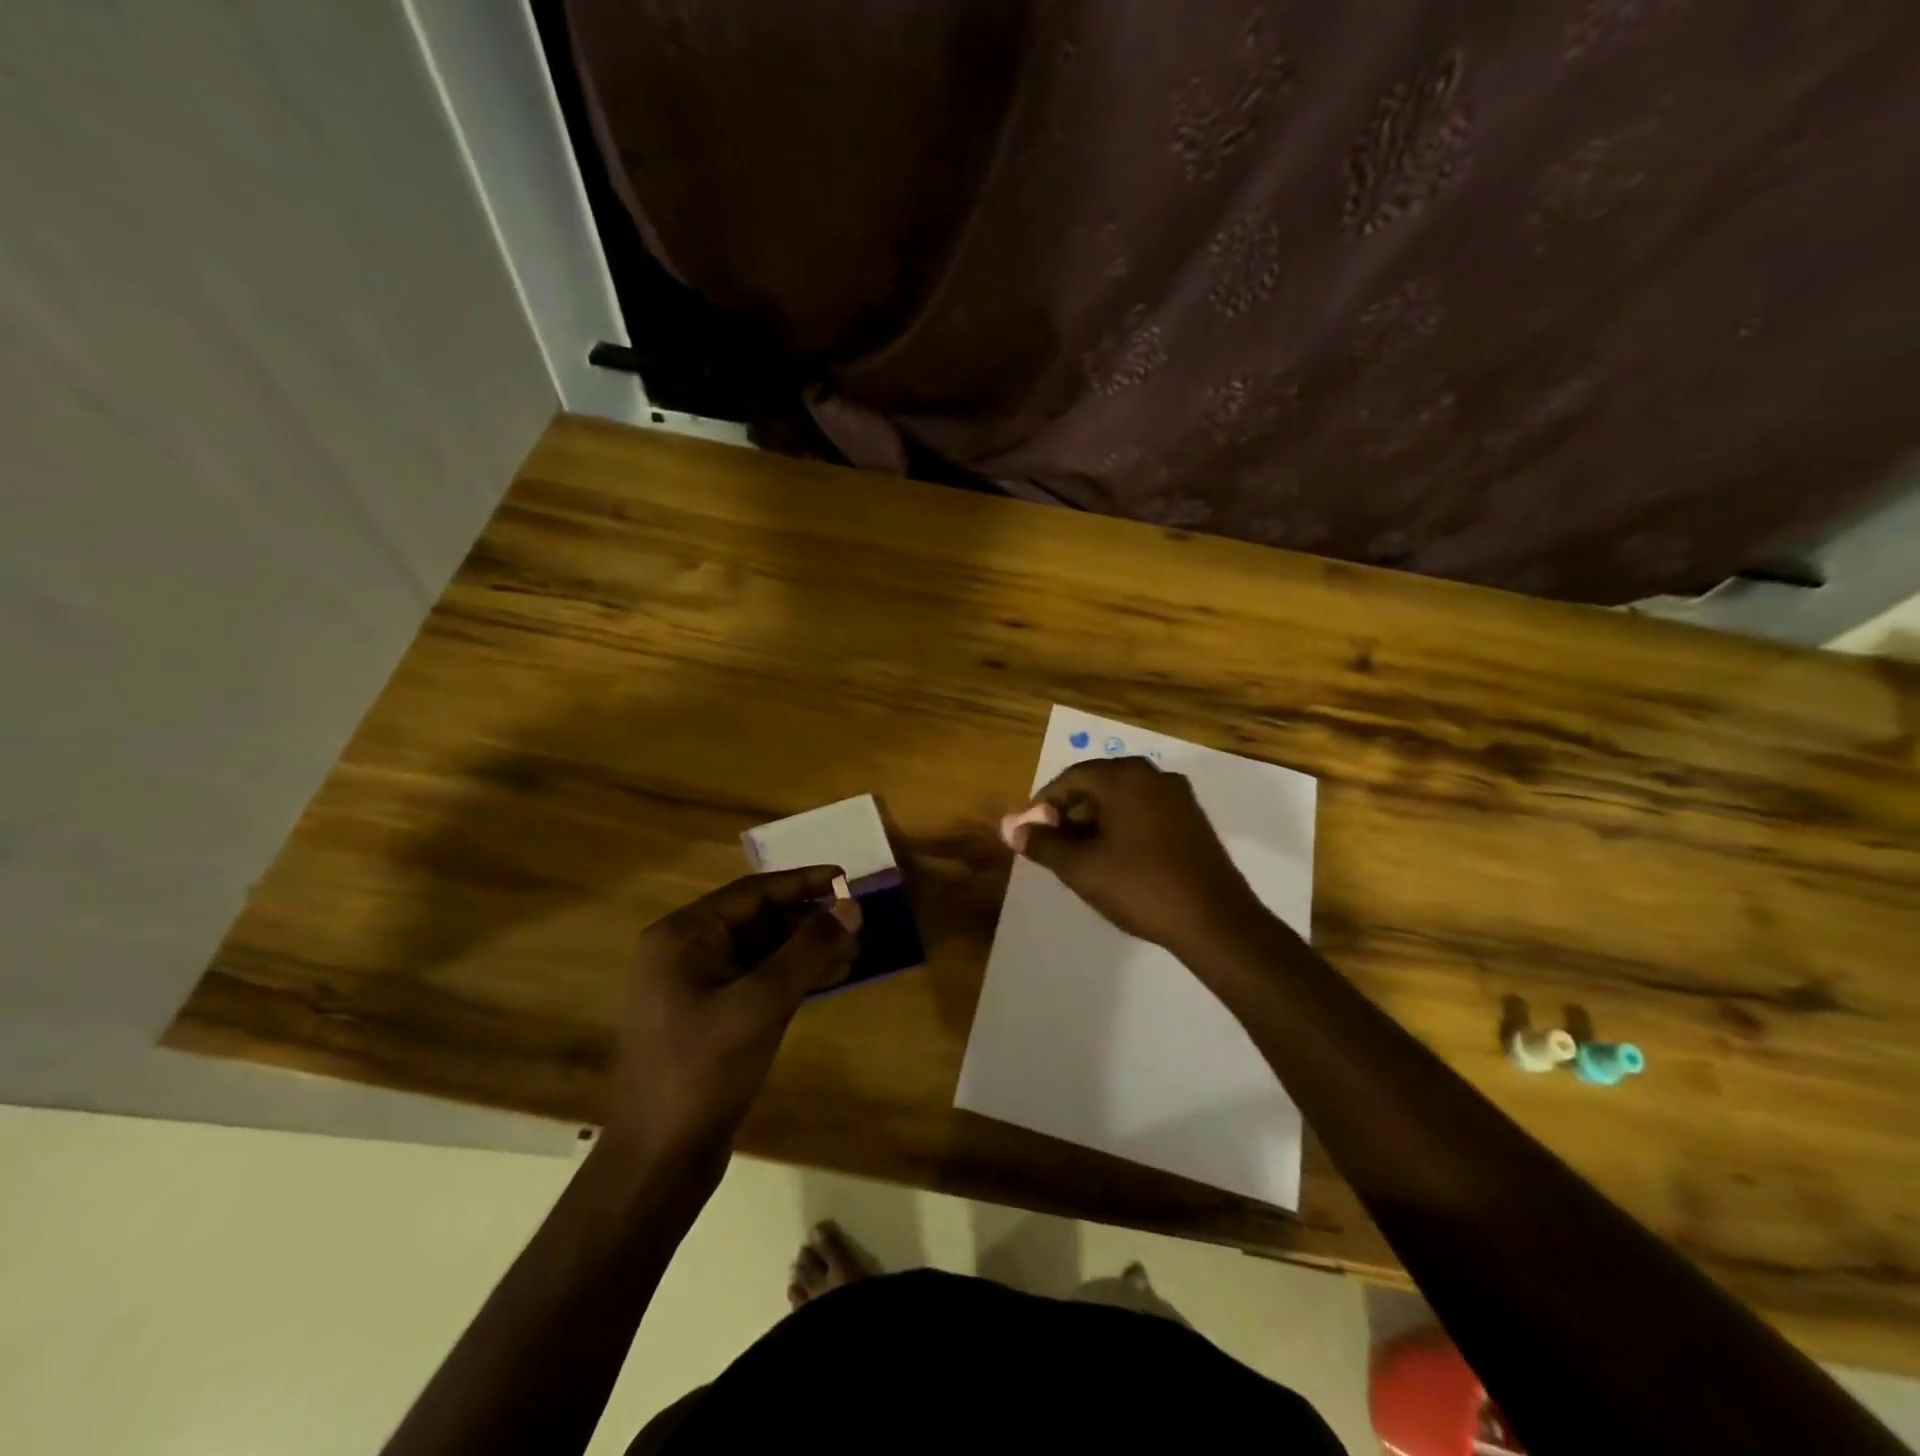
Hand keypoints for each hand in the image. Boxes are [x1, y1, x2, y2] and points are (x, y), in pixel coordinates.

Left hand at [606, 868, 857, 1164]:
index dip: (803, 883)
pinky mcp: (711, 1018)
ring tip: (854, 951)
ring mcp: (696, 988)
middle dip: (808, 921)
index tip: (846, 880)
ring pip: (762, 952)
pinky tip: (831, 979)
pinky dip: (793, 977)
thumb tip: (852, 905)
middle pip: (758, 920)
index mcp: (682, 936)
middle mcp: (685, 953)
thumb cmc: (703, 1070)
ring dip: (806, 950)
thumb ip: (809, 949)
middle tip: (856, 922)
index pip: (752, 892)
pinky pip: (758, 981)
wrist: (658, 1161)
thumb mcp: (762, 1003)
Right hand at [1003, 757, 1266, 954]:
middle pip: (1098, 785)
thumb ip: (1042, 844)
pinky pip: (1145, 811)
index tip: (1032, 834)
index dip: (1044, 805)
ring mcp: (1178, 796)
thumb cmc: (1141, 887)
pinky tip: (1116, 860)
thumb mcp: (1081, 868)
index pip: (1071, 778)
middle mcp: (1153, 775)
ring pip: (1122, 799)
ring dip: (1096, 822)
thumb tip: (1011, 828)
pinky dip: (1123, 827)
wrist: (1215, 921)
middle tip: (1054, 848)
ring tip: (1082, 858)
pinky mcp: (1193, 819)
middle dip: (1070, 814)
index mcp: (1125, 777)